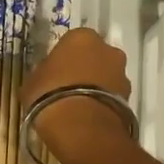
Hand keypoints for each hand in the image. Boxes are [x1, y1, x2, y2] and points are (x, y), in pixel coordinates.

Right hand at [22, 28, 132, 163]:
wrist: (81, 126)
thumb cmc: (50, 94)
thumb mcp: (33, 81)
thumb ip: (43, 72)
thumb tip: (47, 76)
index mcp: (81, 37)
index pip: (72, 41)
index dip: (63, 56)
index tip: (55, 70)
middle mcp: (107, 49)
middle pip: (95, 56)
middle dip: (85, 67)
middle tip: (68, 85)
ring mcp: (122, 73)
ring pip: (106, 75)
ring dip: (97, 85)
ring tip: (79, 104)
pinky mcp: (130, 98)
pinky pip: (112, 95)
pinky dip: (103, 101)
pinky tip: (88, 115)